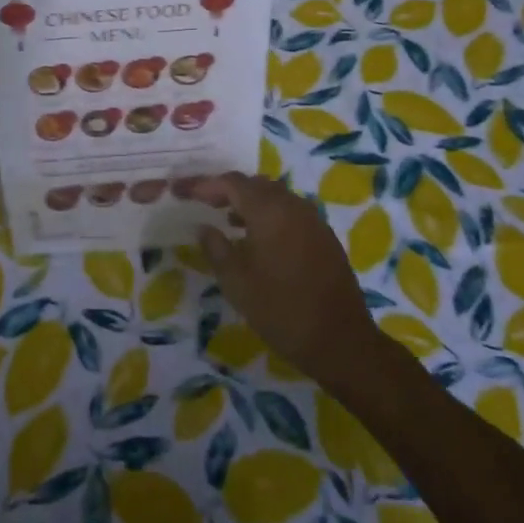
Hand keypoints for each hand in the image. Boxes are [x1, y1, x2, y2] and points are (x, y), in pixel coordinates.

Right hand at [194, 172, 385, 388]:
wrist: (340, 339)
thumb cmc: (281, 309)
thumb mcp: (237, 282)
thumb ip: (216, 248)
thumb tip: (204, 227)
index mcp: (269, 210)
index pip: (231, 183)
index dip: (205, 184)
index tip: (183, 191)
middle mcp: (292, 205)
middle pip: (255, 184)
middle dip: (228, 189)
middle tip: (204, 202)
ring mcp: (312, 219)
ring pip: (275, 196)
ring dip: (250, 201)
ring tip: (228, 219)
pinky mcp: (324, 235)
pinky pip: (290, 211)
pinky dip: (270, 214)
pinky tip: (260, 237)